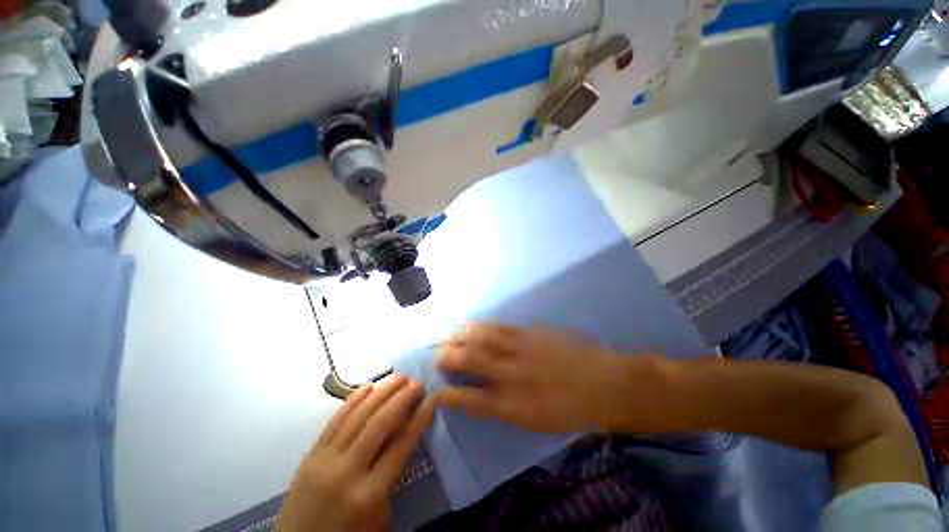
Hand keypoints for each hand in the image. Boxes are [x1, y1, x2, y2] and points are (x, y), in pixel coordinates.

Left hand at [276, 375, 435, 531]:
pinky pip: (334, 420)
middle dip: (402, 398)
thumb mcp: (379, 519)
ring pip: (358, 415)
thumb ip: (393, 479)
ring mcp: (325, 460)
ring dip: (381, 392)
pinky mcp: (310, 455)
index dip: (420, 418)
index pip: (401, 445)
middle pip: (380, 423)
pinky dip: (352, 400)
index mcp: (368, 494)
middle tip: (418, 382)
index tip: (433, 399)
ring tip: (399, 377)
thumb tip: (404, 439)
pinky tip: (367, 386)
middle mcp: (346, 471)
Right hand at [435, 324, 644, 432]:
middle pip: (469, 359)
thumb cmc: (570, 411)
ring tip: (447, 335)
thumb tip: (478, 396)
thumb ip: (502, 408)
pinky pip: (499, 327)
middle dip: (447, 357)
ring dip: (460, 336)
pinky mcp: (530, 333)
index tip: (436, 392)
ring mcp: (521, 349)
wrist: (604, 384)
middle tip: (437, 356)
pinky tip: (471, 324)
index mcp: (512, 405)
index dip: (448, 395)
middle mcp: (511, 374)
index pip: (469, 399)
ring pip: (481, 337)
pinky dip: (481, 325)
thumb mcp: (534, 422)